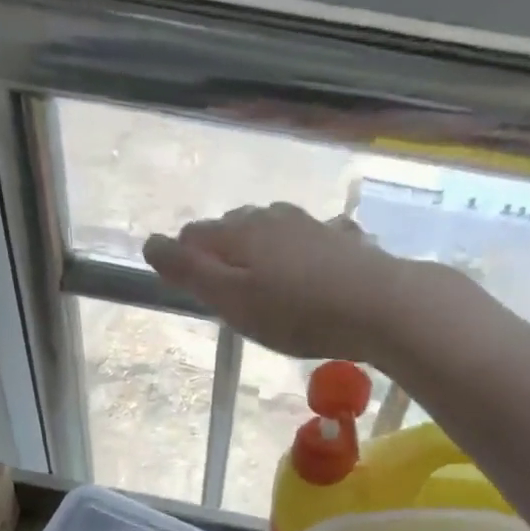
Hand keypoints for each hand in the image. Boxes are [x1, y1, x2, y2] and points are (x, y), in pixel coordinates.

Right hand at [141, 203, 429, 363]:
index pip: (196, 236)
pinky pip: (312, 242)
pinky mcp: (344, 242)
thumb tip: (150, 243)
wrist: (379, 306)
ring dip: (262, 251)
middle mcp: (274, 218)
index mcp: (241, 232)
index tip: (193, 291)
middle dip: (223, 253)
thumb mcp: (233, 301)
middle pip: (235, 228)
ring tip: (265, 283)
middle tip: (227, 292)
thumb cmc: (297, 312)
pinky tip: (313, 272)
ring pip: (274, 231)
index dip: (185, 260)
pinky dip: (302, 254)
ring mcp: (312, 225)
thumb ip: (190, 273)